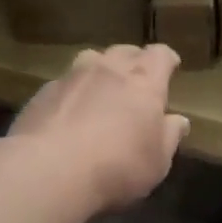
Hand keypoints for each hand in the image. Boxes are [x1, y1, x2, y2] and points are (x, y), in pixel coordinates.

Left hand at [10, 45, 189, 212]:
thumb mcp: (157, 162)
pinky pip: (64, 83)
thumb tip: (178, 121)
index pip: (160, 55)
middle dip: (134, 61)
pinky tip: (68, 114)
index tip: (170, 67)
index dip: (166, 60)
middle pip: (125, 51)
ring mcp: (72, 76)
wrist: (49, 170)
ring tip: (100, 90)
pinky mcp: (43, 92)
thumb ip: (169, 137)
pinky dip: (72, 93)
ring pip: (91, 59)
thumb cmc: (117, 167)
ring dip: (100, 70)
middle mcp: (109, 69)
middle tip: (136, 81)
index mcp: (144, 81)